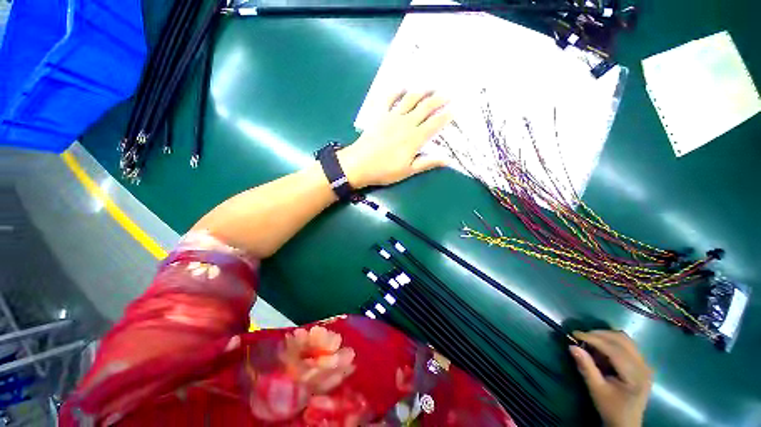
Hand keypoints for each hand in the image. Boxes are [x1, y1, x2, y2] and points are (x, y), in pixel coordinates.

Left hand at [337, 91, 451, 188]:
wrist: (359, 164)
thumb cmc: (385, 170)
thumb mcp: (408, 171)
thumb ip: (427, 163)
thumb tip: (448, 160)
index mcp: (415, 138)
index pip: (434, 124)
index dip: (445, 116)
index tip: (454, 109)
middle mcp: (406, 123)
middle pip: (425, 108)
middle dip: (438, 100)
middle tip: (448, 93)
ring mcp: (392, 117)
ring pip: (410, 99)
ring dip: (422, 91)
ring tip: (431, 86)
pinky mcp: (380, 115)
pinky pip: (389, 99)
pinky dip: (396, 92)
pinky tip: (402, 87)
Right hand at [570, 331, 653, 426]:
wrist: (626, 422)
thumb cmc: (611, 408)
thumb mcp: (596, 390)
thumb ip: (586, 368)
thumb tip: (572, 346)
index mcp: (635, 375)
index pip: (614, 349)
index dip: (594, 339)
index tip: (574, 334)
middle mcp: (643, 366)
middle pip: (622, 340)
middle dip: (599, 335)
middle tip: (580, 336)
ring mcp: (644, 364)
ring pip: (624, 339)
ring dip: (605, 336)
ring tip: (589, 341)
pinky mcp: (640, 364)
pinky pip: (626, 345)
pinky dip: (611, 341)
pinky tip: (600, 348)